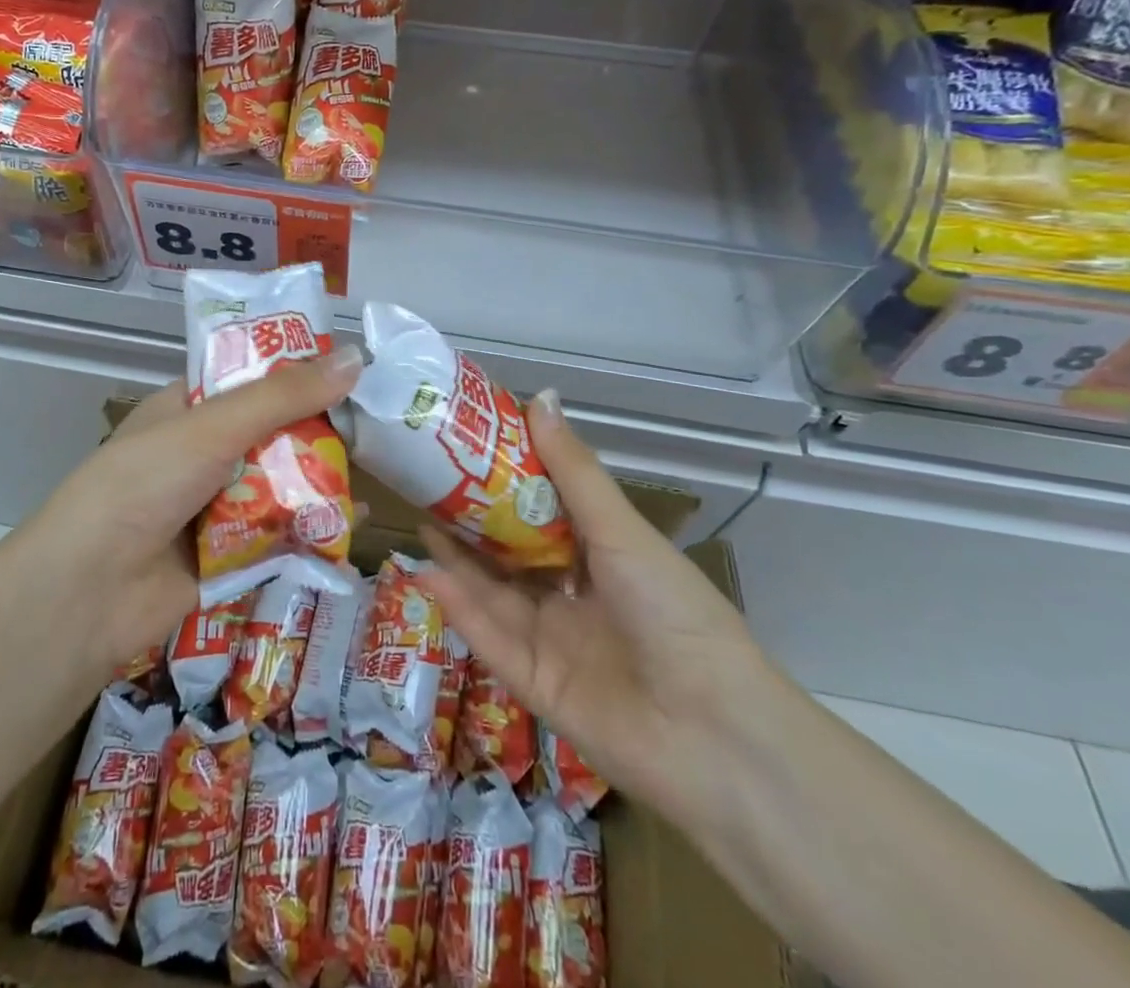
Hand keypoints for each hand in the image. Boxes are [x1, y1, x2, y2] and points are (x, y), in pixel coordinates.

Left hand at [16, 347, 362, 677]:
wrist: (89, 593)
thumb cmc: (144, 484)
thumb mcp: (213, 427)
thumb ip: (284, 397)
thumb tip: (356, 358)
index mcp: (188, 410)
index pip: (251, 380)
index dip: (297, 373)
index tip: (352, 369)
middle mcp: (202, 453)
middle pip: (273, 434)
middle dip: (320, 430)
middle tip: (377, 422)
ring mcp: (215, 506)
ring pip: (281, 484)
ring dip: (322, 479)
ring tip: (381, 465)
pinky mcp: (230, 556)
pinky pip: (282, 534)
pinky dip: (315, 528)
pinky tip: (356, 522)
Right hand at [420, 390, 772, 827]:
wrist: (712, 734)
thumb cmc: (673, 612)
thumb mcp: (621, 531)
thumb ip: (573, 470)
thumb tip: (539, 396)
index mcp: (602, 557)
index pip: (542, 512)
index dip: (505, 480)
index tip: (467, 446)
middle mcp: (573, 595)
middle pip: (510, 552)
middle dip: (470, 519)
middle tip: (426, 482)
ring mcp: (551, 641)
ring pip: (493, 592)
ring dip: (456, 559)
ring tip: (417, 519)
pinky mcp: (531, 684)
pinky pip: (488, 638)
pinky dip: (458, 607)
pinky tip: (427, 573)